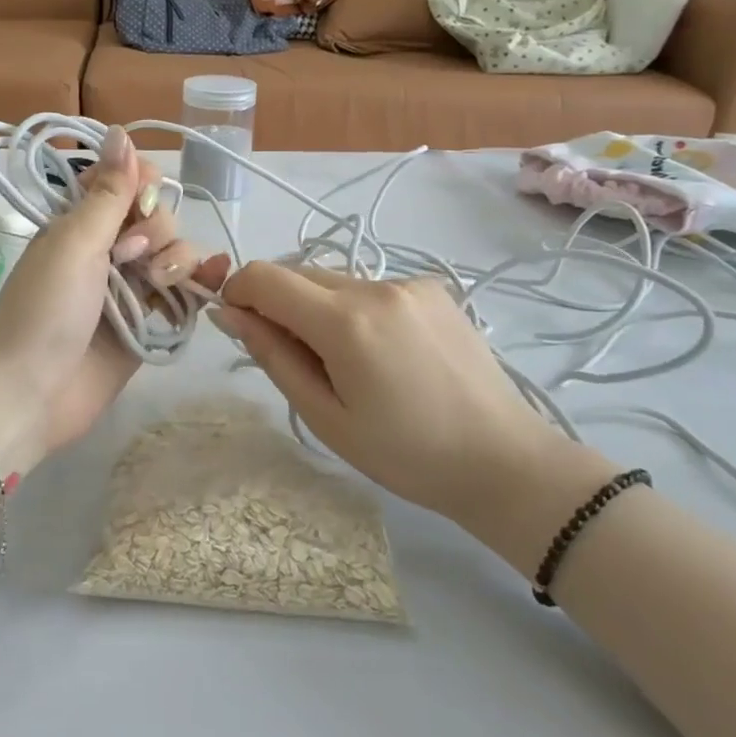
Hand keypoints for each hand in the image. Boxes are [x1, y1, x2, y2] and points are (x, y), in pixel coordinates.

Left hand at [0, 126, 229, 471]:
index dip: (142, 186)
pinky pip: (183, 293)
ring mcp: (130, 289)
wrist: (31, 394)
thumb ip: (107, 192)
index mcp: (81, 223)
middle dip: (155, 231)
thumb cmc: (45, 310)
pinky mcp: (149, 324)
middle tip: (129, 259)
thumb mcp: (74, 242)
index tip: (140, 201)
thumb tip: (120, 130)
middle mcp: (108, 250)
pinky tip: (215, 276)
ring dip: (176, 259)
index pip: (127, 183)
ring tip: (156, 286)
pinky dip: (201, 282)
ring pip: (175, 253)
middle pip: (157, 217)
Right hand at [210, 264, 579, 532]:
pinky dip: (356, 311)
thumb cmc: (406, 454)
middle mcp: (375, 285)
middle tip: (300, 363)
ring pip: (334, 281)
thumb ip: (273, 356)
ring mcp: (409, 282)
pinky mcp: (433, 288)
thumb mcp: (325, 416)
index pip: (264, 277)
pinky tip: (385, 355)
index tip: (240, 328)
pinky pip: (370, 288)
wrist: (505, 462)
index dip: (238, 293)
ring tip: (350, 365)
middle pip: (298, 274)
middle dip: (279, 306)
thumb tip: (229, 312)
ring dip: (319, 309)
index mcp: (345, 321)